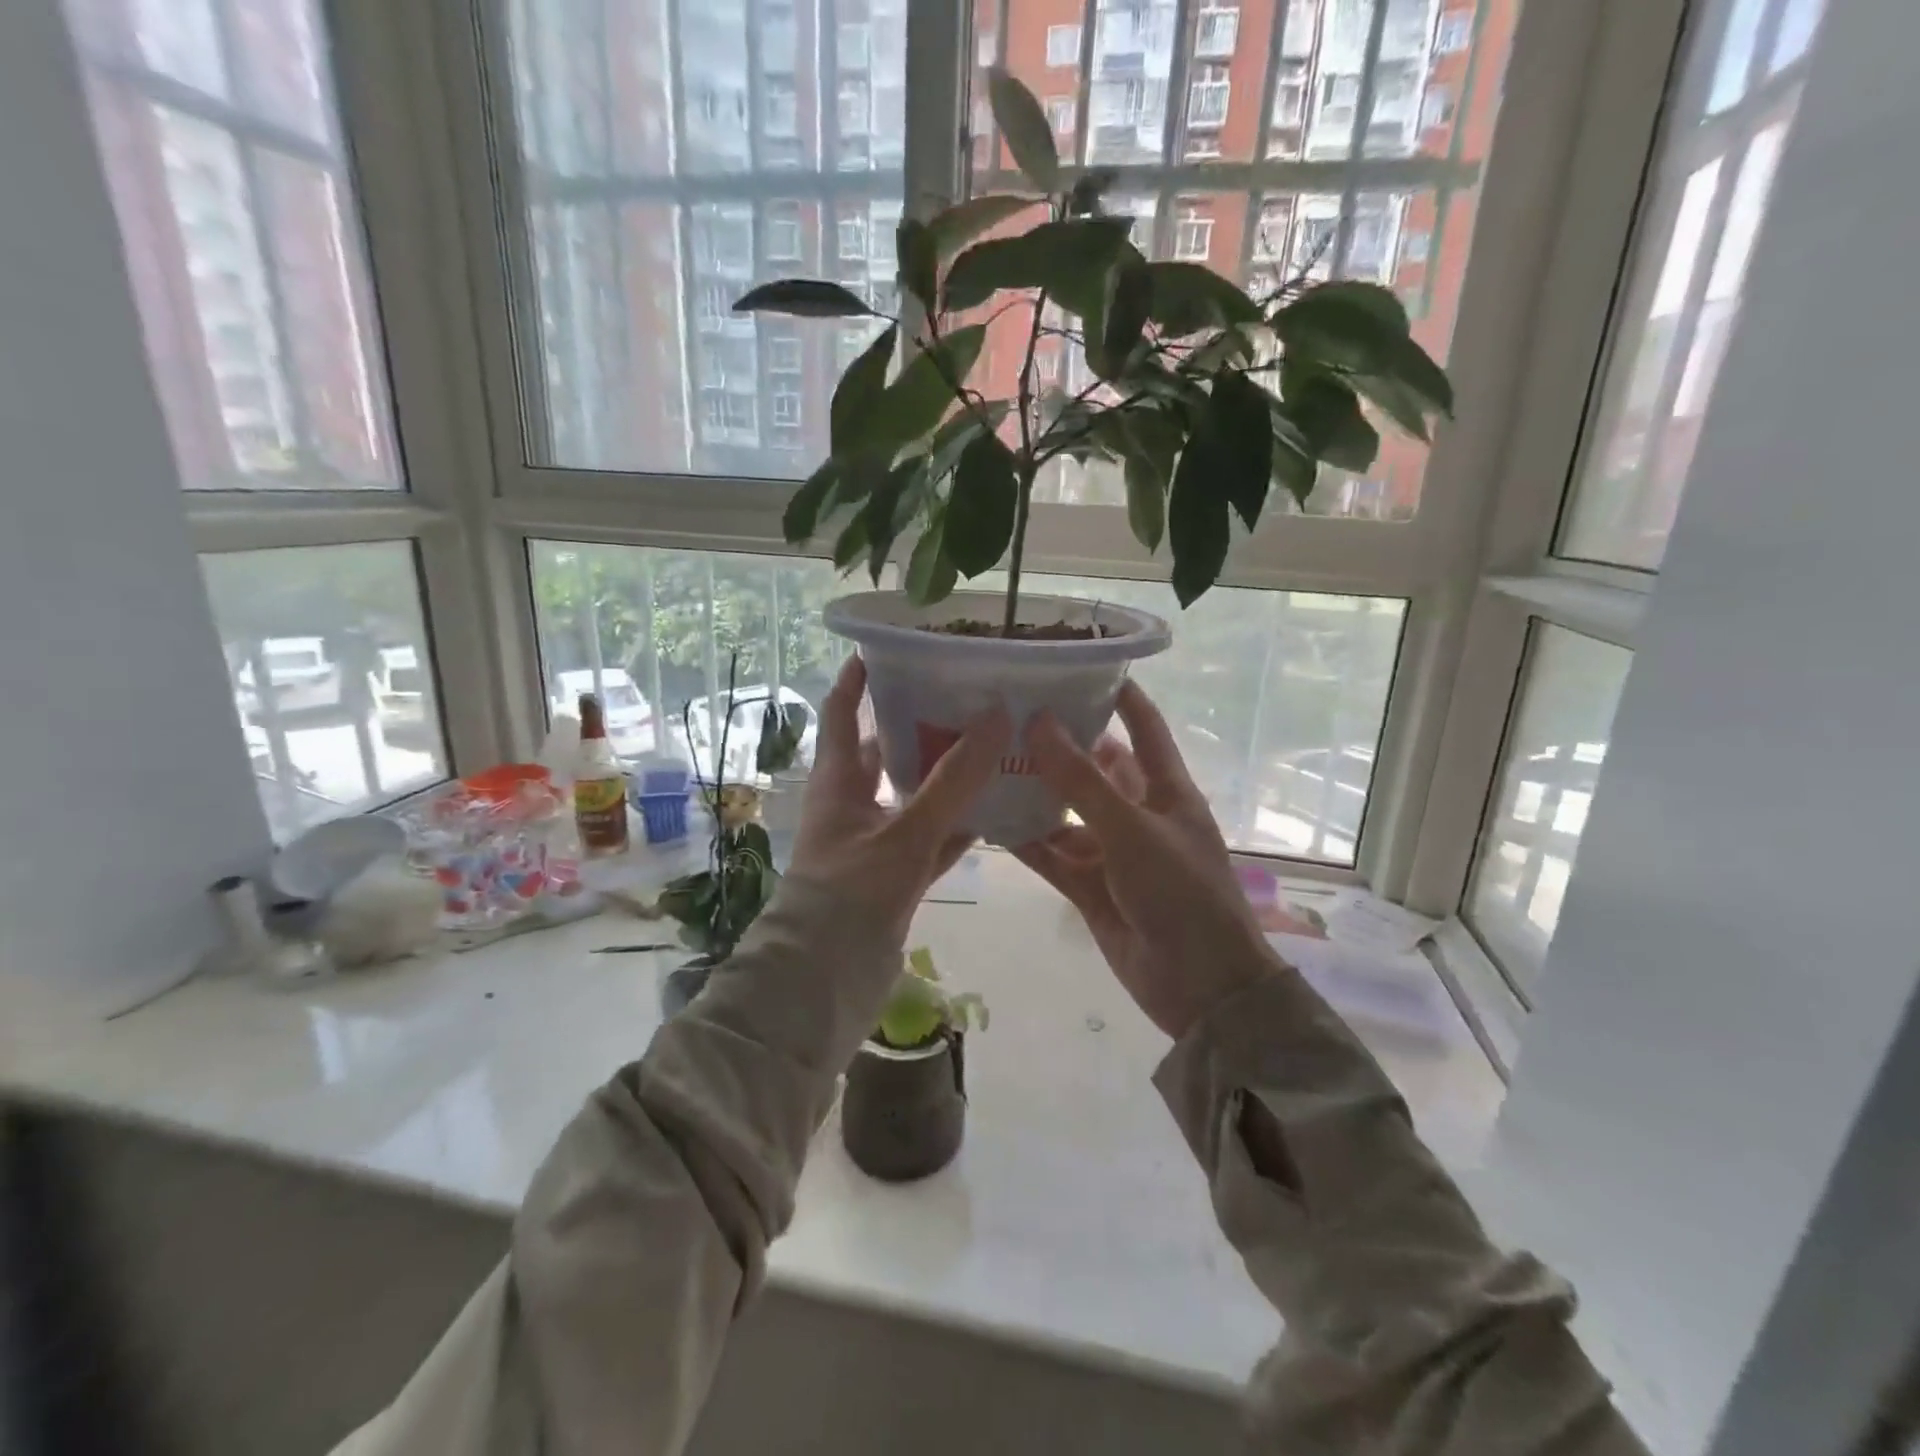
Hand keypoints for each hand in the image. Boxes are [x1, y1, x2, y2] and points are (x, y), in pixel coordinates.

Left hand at [791, 656, 1010, 944]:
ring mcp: (874, 841)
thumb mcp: (905, 832)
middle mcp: (853, 804)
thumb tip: (998, 715)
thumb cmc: (851, 893)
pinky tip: (996, 814)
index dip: (857, 678)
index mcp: (838, 781)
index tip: (887, 647)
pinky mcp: (895, 876)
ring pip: (913, 797)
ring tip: (991, 747)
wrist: (825, 980)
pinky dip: (957, 828)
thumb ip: (953, 780)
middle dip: (917, 724)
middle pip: (883, 751)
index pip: (839, 712)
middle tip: (964, 697)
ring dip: (944, 778)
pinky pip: (931, 840)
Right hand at [1015, 682, 1275, 1038]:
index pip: (1143, 727)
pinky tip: (987, 819)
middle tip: (1008, 715)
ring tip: (986, 762)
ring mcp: (1111, 851)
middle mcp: (1136, 813)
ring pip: (1065, 812)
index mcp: (1165, 790)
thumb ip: (1082, 781)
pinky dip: (1024, 840)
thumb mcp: (1133, 830)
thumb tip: (1038, 722)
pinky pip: (1051, 854)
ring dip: (1033, 792)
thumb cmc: (1182, 895)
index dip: (1118, 694)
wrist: (1200, 988)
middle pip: (1094, 767)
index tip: (1078, 664)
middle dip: (1058, 744)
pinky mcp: (1089, 886)